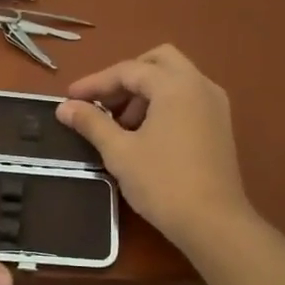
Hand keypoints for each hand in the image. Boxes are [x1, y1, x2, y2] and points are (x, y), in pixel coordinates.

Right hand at [56, 46, 252, 248]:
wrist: (213, 223)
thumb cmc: (163, 183)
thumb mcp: (119, 152)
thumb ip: (91, 123)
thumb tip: (64, 108)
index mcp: (176, 85)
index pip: (128, 70)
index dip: (95, 83)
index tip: (70, 98)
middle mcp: (200, 85)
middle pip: (158, 61)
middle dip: (126, 77)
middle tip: (102, 102)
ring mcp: (215, 104)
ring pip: (175, 79)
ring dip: (145, 91)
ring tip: (120, 124)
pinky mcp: (220, 125)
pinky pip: (187, 98)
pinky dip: (163, 103)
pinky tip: (145, 133)